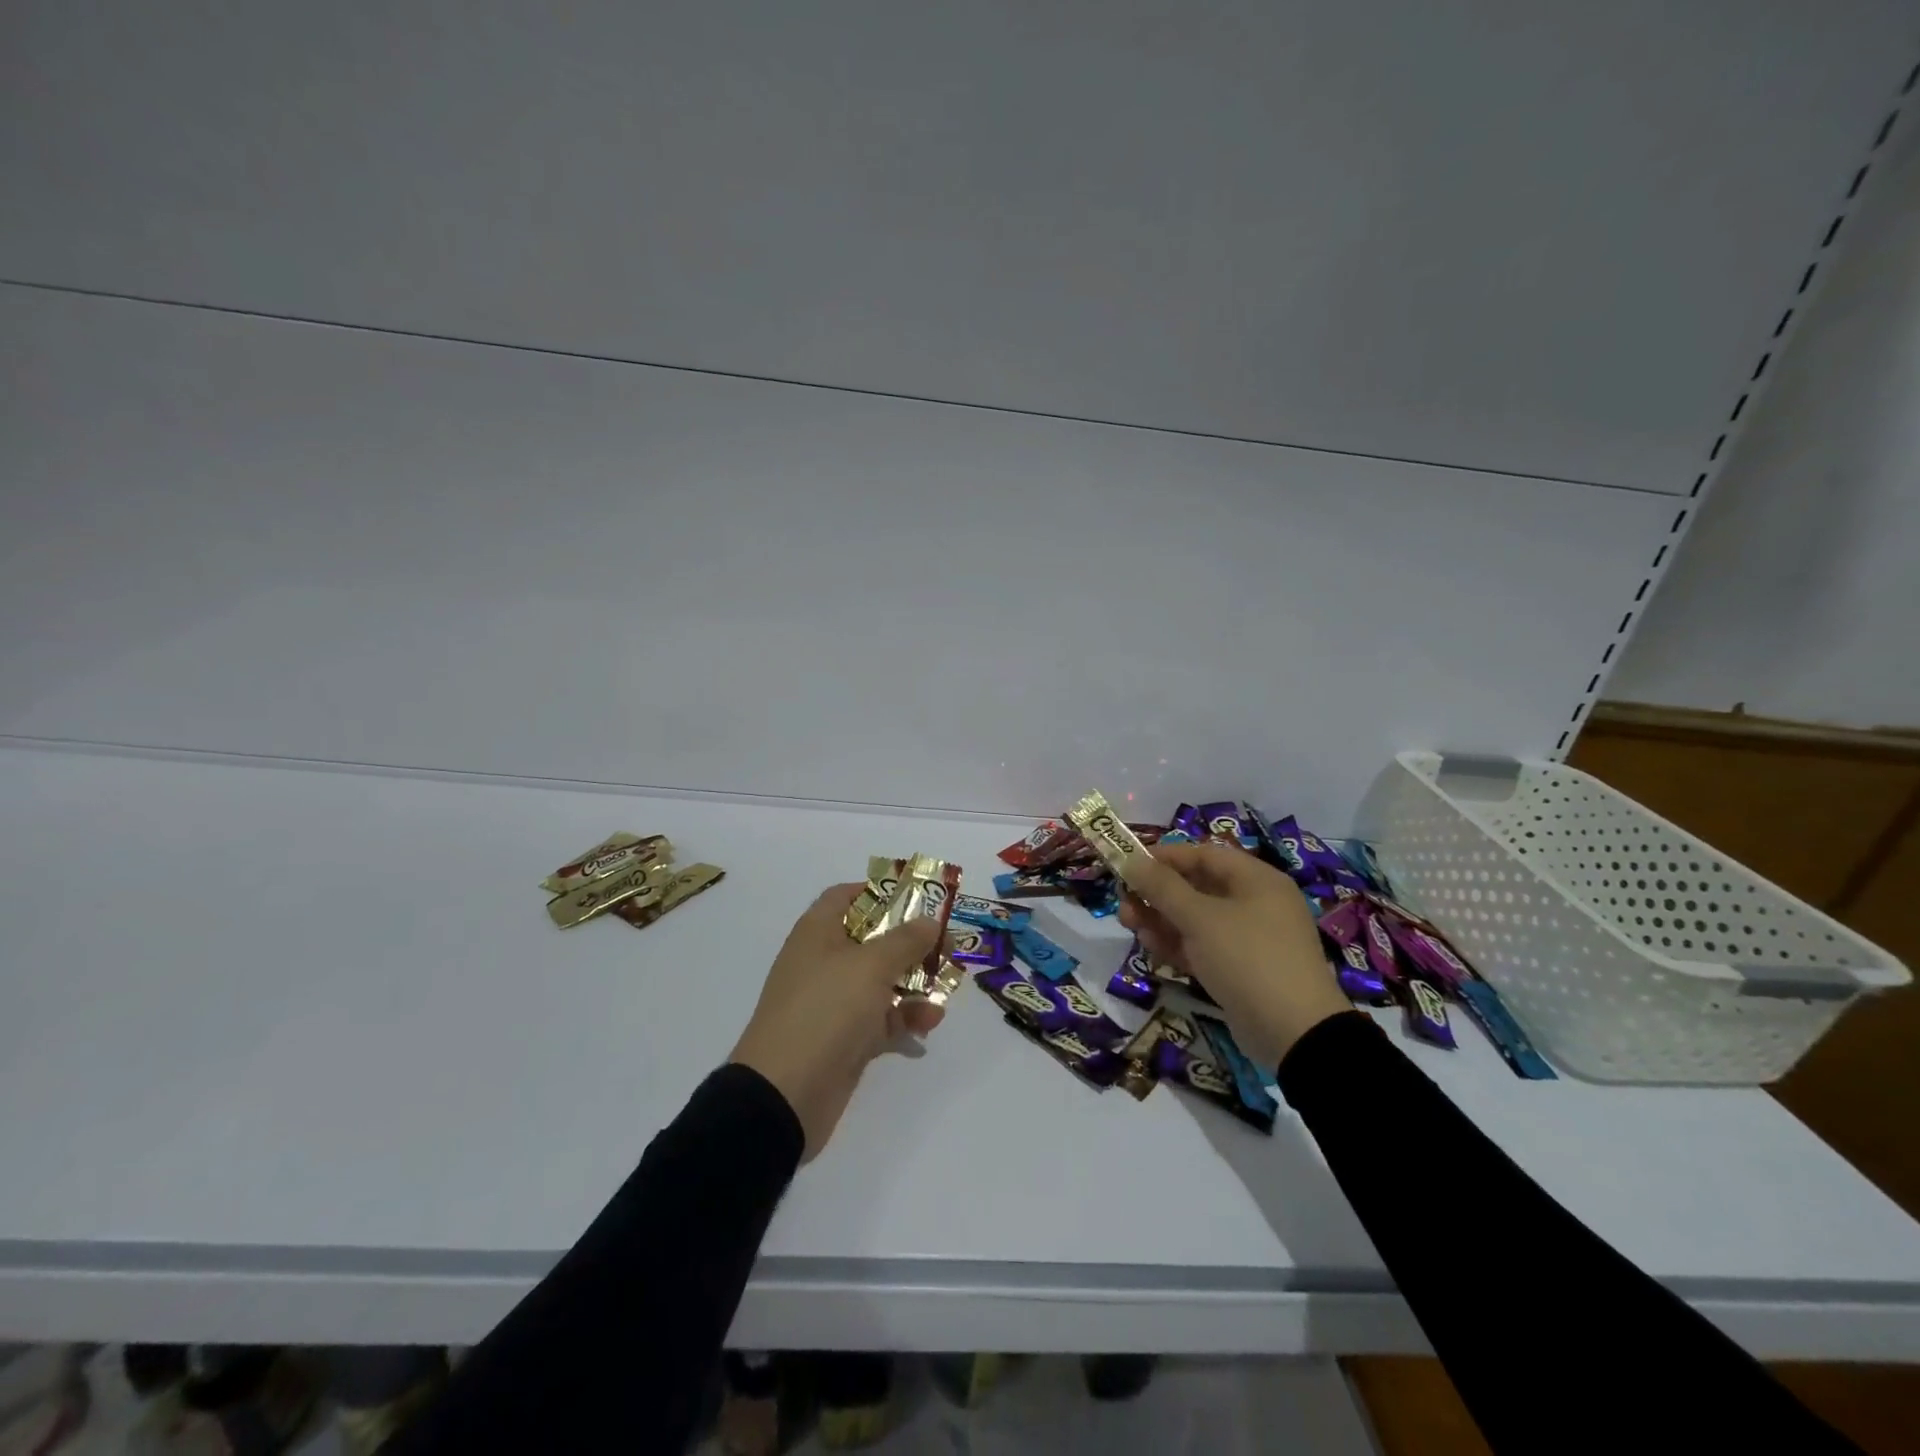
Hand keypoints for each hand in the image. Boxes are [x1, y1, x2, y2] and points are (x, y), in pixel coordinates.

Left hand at [730, 884, 943, 1160]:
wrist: (784, 1095)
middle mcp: (824, 962)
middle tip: (947, 945)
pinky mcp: (845, 1039)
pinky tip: (929, 1024)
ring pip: (882, 981)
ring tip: (947, 989)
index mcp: (818, 933)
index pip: (847, 896)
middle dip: (911, 942)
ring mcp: (834, 1003)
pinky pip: (882, 1019)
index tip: (919, 898)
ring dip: (915, 983)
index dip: (881, 892)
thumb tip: (929, 920)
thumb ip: (905, 940)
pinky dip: (905, 1018)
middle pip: (872, 939)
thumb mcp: (870, 966)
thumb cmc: (825, 1010)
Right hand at [1120, 843, 1350, 1065]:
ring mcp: (1249, 939)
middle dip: (1157, 894)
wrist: (1296, 1035)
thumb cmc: (1248, 959)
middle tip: (1124, 903)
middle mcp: (1255, 903)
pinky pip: (1203, 946)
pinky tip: (1152, 949)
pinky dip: (1178, 945)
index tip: (1129, 864)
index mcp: (1256, 880)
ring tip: (1130, 926)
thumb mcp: (1200, 918)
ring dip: (1161, 920)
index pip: (1203, 855)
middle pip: (1196, 888)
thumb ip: (1162, 887)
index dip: (1164, 857)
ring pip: (1195, 919)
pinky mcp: (1241, 969)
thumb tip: (1131, 859)